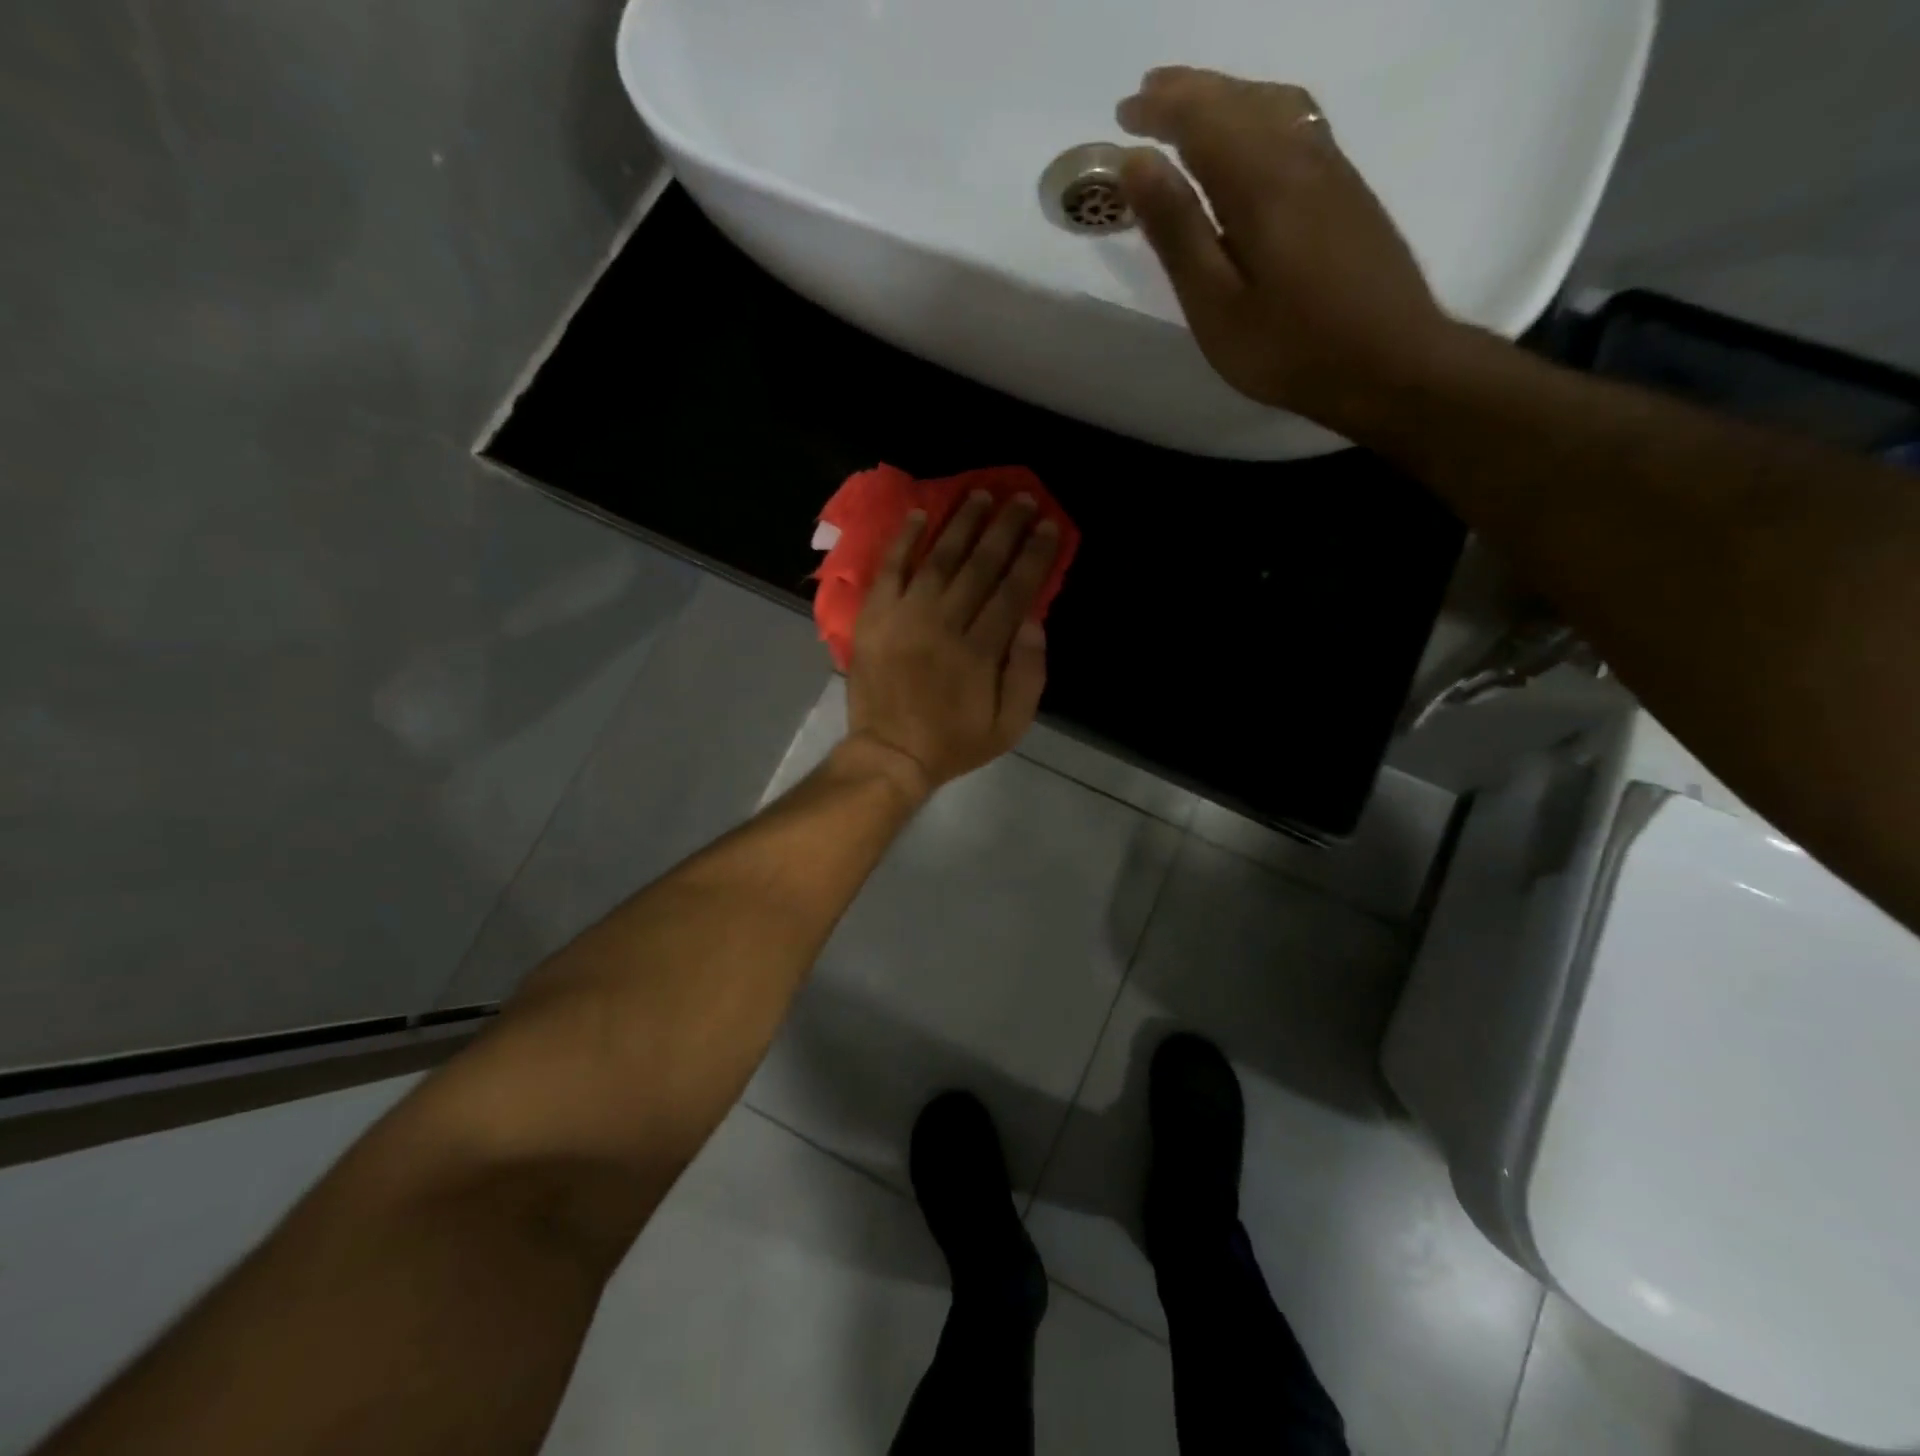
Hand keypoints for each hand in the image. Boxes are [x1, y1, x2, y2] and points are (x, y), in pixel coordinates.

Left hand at [843, 492, 1060, 799]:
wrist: (890, 753)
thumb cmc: (954, 741)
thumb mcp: (1010, 724)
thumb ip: (1028, 673)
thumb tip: (1033, 619)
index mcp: (981, 651)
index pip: (1013, 590)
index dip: (1034, 555)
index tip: (1048, 525)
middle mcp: (944, 624)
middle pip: (980, 565)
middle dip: (1004, 528)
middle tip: (1021, 498)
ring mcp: (905, 616)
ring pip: (938, 558)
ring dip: (961, 522)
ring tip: (980, 493)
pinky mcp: (874, 617)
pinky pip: (890, 568)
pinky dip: (903, 539)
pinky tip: (919, 513)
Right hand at [1116, 67, 1463, 436]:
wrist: (1388, 363)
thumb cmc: (1288, 348)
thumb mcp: (1215, 303)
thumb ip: (1177, 230)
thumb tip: (1136, 161)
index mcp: (1260, 181)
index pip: (1202, 120)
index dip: (1160, 111)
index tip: (1122, 113)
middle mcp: (1299, 155)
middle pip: (1239, 100)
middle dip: (1189, 93)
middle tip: (1147, 95)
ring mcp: (1331, 167)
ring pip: (1274, 103)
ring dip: (1227, 95)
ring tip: (1192, 106)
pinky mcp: (1348, 189)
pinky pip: (1299, 122)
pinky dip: (1261, 110)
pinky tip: (1252, 132)